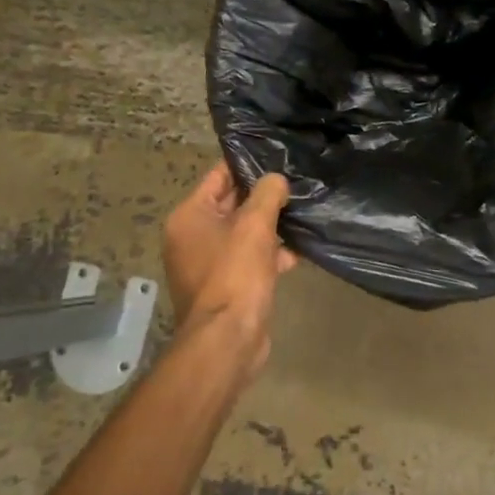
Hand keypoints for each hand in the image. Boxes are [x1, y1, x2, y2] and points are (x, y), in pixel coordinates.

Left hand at [162, 163, 297, 381]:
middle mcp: (193, 237)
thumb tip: (276, 180)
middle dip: (264, 196)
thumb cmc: (235, 274)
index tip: (277, 155)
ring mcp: (209, 263)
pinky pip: (250, 259)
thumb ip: (267, 194)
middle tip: (297, 181)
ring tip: (304, 213)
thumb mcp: (255, 225)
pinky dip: (271, 254)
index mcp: (189, 217)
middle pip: (232, 204)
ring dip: (271, 226)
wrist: (228, 339)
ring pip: (245, 233)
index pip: (219, 176)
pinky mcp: (228, 285)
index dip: (247, 164)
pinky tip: (299, 251)